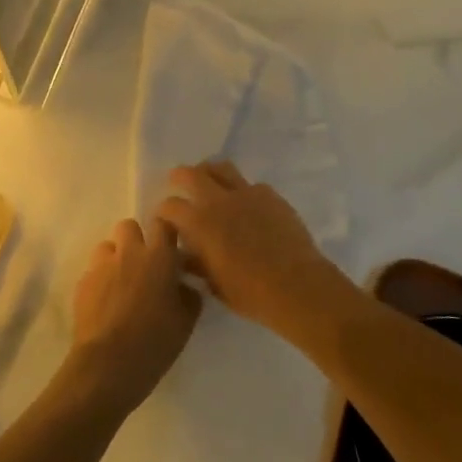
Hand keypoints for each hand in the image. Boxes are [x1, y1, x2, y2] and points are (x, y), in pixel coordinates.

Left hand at [67, 218, 202, 415]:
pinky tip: (105, 303)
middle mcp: (128, 252)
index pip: (163, 224)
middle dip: (136, 239)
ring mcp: (101, 266)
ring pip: (107, 246)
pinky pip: (93, 271)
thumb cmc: (155, 341)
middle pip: (129, 226)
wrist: (108, 364)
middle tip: (144, 265)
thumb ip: (188, 295)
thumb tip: (182, 285)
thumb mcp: (186, 321)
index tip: (170, 248)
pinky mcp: (82, 283)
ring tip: (121, 282)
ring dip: (115, 258)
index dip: (166, 233)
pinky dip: (100, 280)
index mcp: (158, 257)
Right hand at [154, 162, 356, 340]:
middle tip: (178, 183)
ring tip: (210, 183)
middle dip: (179, 177)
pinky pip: (251, 185)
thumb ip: (195, 264)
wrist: (297, 286)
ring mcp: (247, 193)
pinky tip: (246, 206)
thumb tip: (184, 255)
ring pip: (222, 168)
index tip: (165, 219)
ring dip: (210, 172)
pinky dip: (242, 191)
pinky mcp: (271, 195)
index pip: (170, 206)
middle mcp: (219, 200)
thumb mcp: (214, 284)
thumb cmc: (250, 293)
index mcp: (199, 223)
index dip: (164, 212)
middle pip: (190, 174)